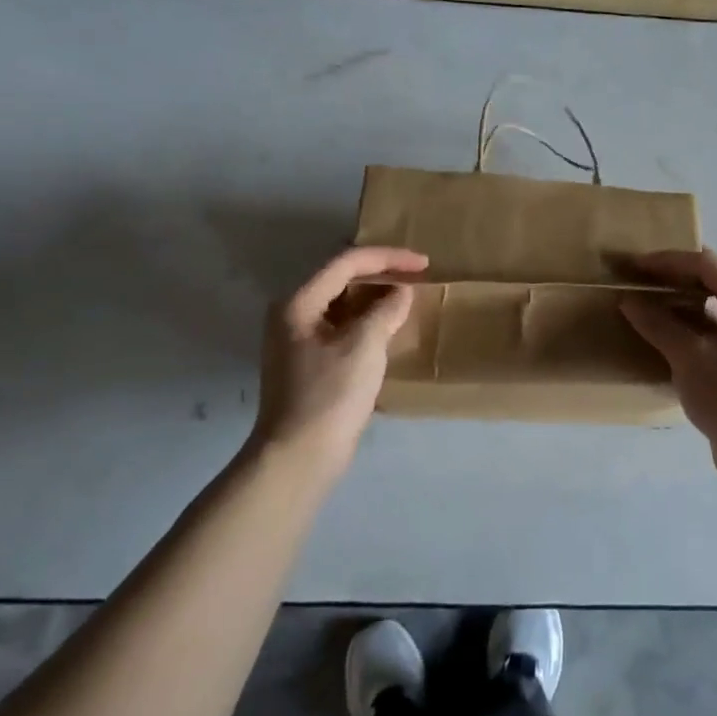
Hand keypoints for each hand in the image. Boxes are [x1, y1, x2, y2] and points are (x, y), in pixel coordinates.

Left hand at [253, 245, 426, 472]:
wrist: (299, 457)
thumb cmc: (330, 395)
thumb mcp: (364, 346)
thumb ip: (386, 310)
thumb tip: (401, 293)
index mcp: (298, 303)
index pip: (346, 263)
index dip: (388, 258)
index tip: (424, 264)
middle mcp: (292, 315)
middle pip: (341, 279)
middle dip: (381, 274)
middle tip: (417, 276)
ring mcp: (298, 341)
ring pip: (342, 304)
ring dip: (375, 298)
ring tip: (408, 298)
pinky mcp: (309, 363)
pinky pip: (342, 328)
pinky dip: (367, 322)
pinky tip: (390, 329)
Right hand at [620, 248, 716, 473]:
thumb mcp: (691, 357)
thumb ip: (659, 325)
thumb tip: (629, 301)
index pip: (708, 266)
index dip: (669, 261)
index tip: (635, 265)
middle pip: (710, 285)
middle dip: (672, 281)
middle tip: (636, 281)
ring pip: (707, 313)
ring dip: (675, 308)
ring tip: (641, 307)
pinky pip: (706, 338)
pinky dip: (682, 333)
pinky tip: (656, 339)